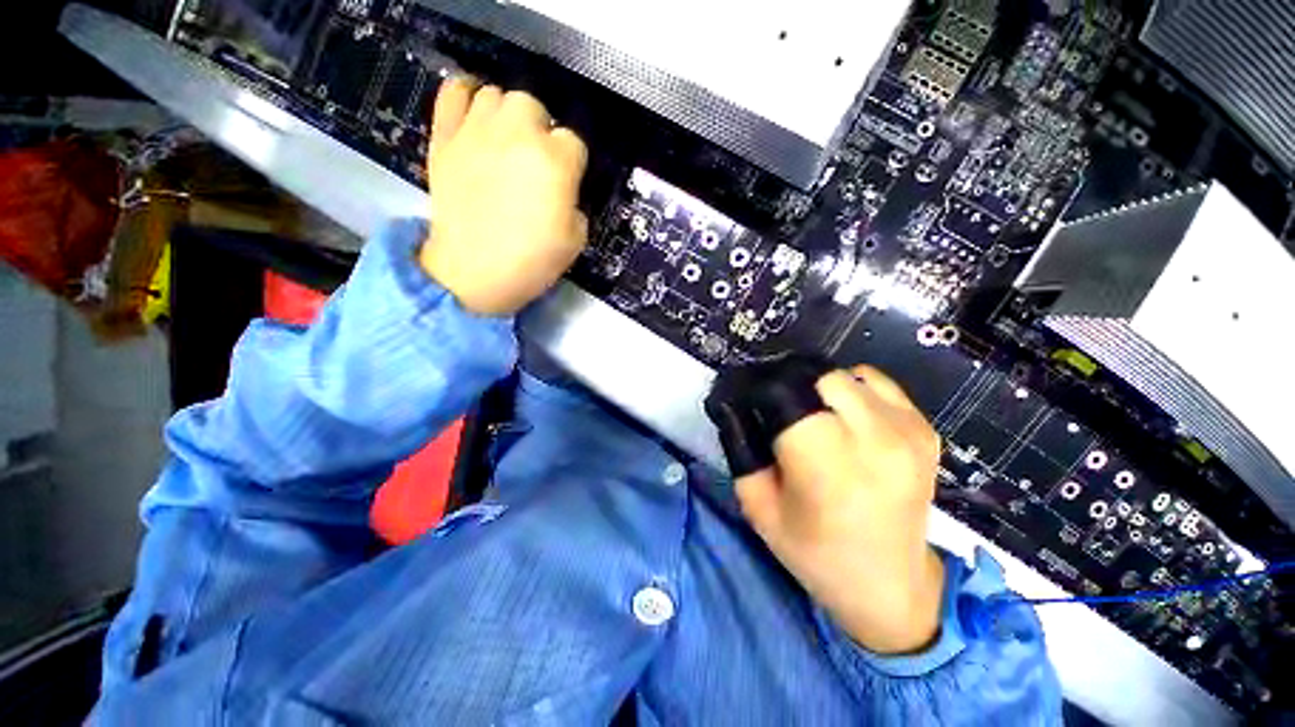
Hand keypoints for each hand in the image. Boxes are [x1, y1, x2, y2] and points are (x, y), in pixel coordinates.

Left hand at [420, 78, 589, 315]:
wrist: (474, 273)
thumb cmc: (532, 261)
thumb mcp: (576, 240)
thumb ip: (575, 204)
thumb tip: (563, 190)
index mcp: (555, 162)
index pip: (574, 142)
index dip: (573, 163)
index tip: (566, 183)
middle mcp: (518, 134)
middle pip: (534, 106)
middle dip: (541, 130)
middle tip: (535, 160)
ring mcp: (477, 131)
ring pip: (497, 95)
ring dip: (507, 114)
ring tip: (507, 140)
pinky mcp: (445, 136)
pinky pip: (453, 92)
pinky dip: (465, 95)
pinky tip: (474, 112)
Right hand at [736, 366, 945, 654]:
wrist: (891, 585)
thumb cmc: (815, 552)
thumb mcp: (758, 506)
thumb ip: (741, 448)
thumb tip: (734, 404)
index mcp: (827, 463)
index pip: (785, 393)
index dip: (761, 390)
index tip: (750, 399)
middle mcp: (874, 438)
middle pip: (818, 376)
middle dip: (791, 385)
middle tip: (779, 408)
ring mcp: (907, 431)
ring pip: (847, 375)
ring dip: (821, 388)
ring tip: (813, 415)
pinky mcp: (925, 430)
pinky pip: (877, 383)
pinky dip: (853, 390)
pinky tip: (847, 418)